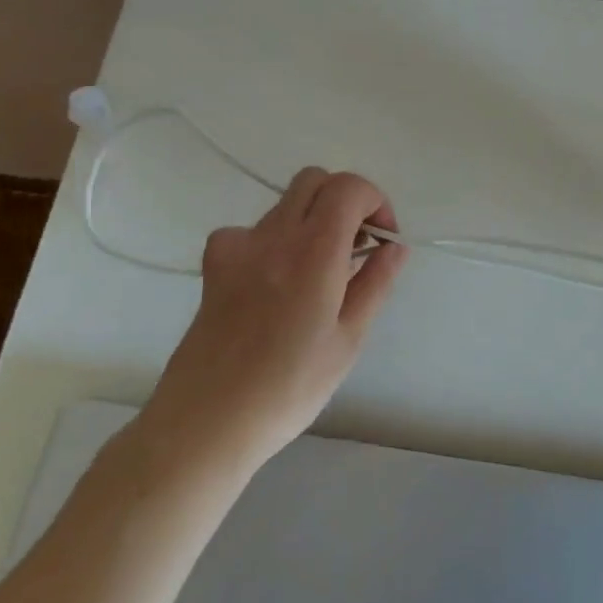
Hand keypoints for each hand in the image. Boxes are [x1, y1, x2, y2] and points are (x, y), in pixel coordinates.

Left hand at [133, 168, 406, 489]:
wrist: (206, 422)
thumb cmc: (289, 388)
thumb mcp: (348, 339)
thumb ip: (375, 283)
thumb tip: (395, 248)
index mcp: (313, 252)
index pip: (348, 187)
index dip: (376, 202)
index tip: (383, 239)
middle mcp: (273, 237)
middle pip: (315, 180)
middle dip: (347, 200)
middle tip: (358, 246)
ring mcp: (237, 247)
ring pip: (286, 202)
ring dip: (315, 218)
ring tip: (324, 271)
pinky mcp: (214, 265)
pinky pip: (253, 229)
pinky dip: (277, 238)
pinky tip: (279, 278)